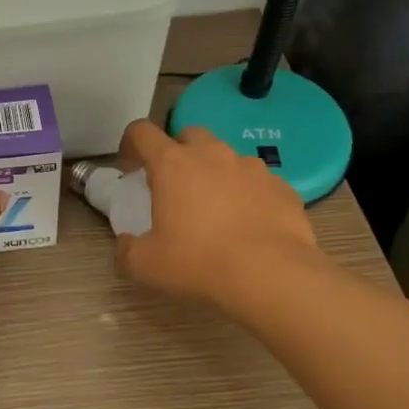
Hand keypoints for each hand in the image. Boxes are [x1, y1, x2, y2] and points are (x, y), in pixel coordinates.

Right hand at [114, 119, 320, 307]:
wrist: (271, 275)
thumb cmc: (199, 263)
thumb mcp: (146, 264)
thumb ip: (127, 250)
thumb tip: (126, 244)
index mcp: (172, 165)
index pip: (143, 132)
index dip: (131, 143)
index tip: (129, 164)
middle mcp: (212, 155)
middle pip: (189, 135)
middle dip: (178, 153)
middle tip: (174, 185)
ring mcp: (252, 168)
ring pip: (227, 158)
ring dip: (216, 173)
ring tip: (216, 208)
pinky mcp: (281, 187)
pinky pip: (257, 183)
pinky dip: (247, 195)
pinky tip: (248, 224)